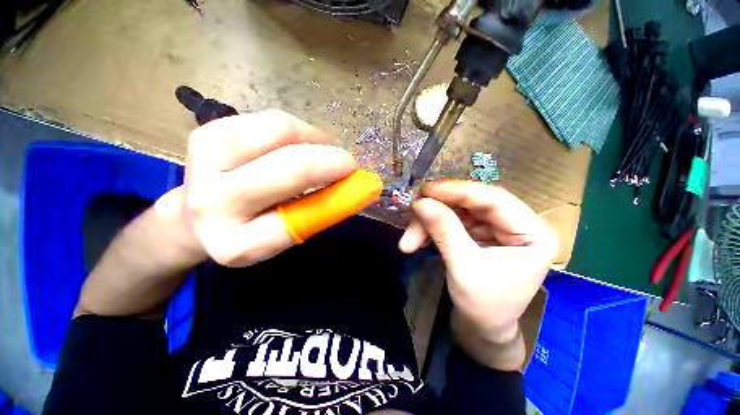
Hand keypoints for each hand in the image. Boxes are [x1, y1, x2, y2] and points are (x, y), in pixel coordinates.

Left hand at [185, 110, 356, 266]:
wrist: (200, 216)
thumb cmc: (254, 226)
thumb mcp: (289, 232)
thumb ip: (321, 210)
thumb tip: (358, 185)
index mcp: (238, 244)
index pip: (297, 220)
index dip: (334, 195)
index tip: (356, 180)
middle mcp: (213, 205)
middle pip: (289, 166)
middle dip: (330, 159)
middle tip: (347, 161)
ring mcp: (202, 163)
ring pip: (278, 130)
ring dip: (311, 137)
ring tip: (317, 149)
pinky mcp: (205, 133)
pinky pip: (266, 119)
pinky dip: (293, 128)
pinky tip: (293, 142)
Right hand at [399, 181, 555, 368]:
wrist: (482, 329)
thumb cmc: (484, 308)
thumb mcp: (464, 269)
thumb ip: (444, 231)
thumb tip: (420, 203)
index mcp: (533, 234)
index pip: (494, 199)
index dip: (457, 191)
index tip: (426, 190)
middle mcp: (516, 225)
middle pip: (471, 204)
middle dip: (438, 211)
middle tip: (413, 215)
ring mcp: (494, 228)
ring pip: (456, 212)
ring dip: (429, 223)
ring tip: (409, 241)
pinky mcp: (477, 233)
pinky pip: (450, 221)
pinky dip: (431, 229)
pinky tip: (417, 240)